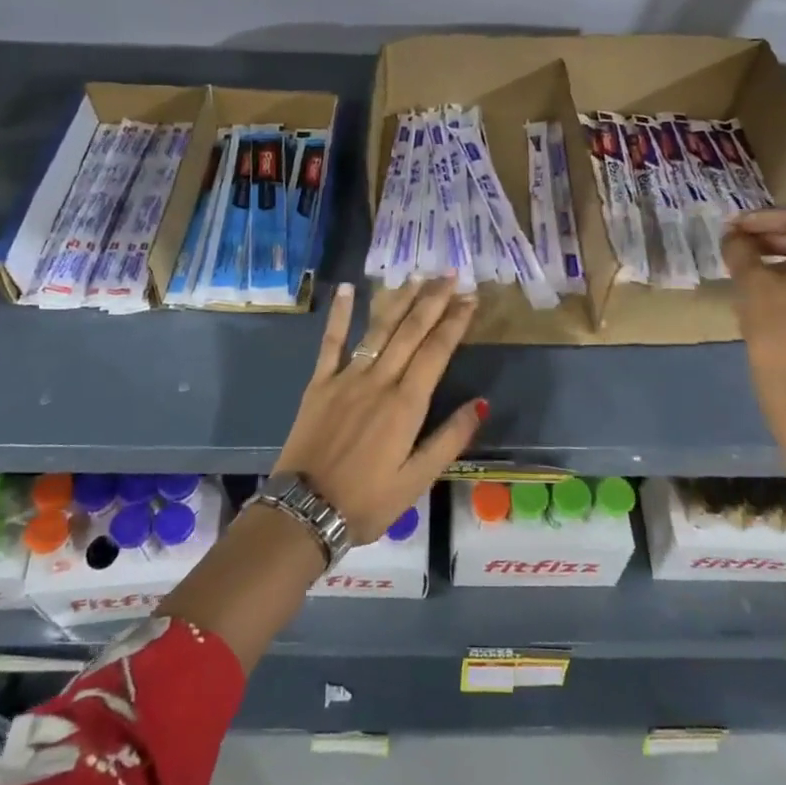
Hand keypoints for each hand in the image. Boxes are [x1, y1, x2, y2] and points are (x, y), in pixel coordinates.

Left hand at [271, 278, 485, 543]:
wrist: (304, 511)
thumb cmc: (366, 501)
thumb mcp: (418, 480)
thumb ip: (449, 439)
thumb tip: (481, 403)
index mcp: (406, 405)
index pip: (436, 351)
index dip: (455, 322)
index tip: (470, 298)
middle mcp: (379, 381)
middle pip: (410, 331)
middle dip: (433, 300)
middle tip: (450, 274)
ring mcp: (346, 378)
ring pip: (378, 330)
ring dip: (399, 300)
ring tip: (416, 276)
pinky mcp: (319, 383)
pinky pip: (331, 342)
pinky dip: (338, 314)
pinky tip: (346, 289)